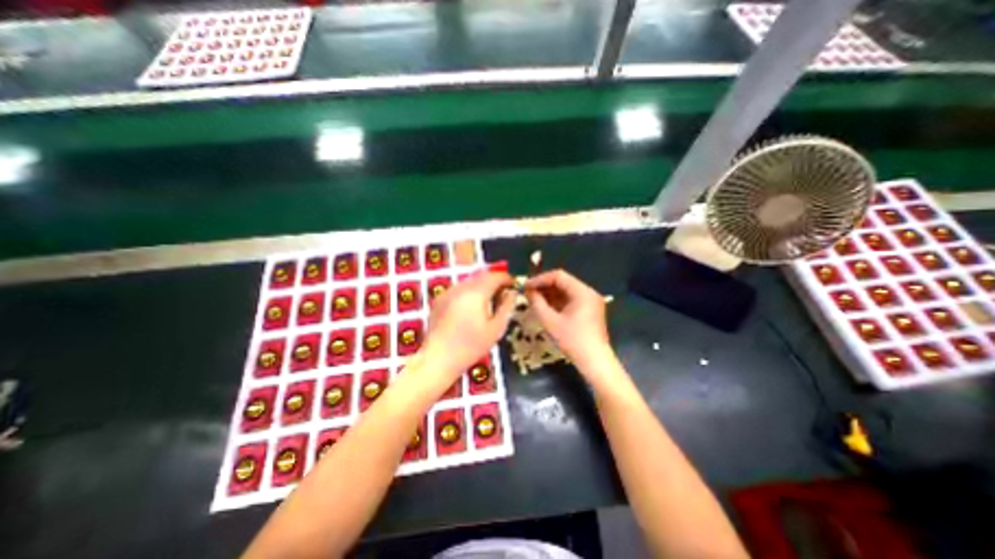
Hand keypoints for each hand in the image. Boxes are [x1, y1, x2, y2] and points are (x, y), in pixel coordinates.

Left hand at [416, 272, 515, 395]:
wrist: (438, 358)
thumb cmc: (471, 346)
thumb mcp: (496, 329)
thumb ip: (506, 307)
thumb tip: (512, 293)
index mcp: (476, 293)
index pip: (494, 276)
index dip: (506, 278)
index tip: (513, 285)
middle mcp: (461, 288)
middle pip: (481, 276)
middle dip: (494, 281)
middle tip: (502, 292)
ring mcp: (448, 292)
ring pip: (469, 281)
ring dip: (481, 286)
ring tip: (487, 301)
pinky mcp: (439, 299)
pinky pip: (458, 289)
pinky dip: (468, 292)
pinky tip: (470, 308)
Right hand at [523, 271, 619, 374]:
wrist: (594, 362)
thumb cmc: (573, 341)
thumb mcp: (550, 321)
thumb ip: (537, 303)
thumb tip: (528, 291)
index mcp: (582, 292)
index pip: (558, 276)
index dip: (540, 279)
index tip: (526, 286)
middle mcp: (588, 293)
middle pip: (563, 282)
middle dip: (544, 287)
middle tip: (528, 293)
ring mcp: (590, 302)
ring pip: (566, 291)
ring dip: (549, 294)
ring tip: (533, 300)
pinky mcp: (589, 311)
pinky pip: (570, 300)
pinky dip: (557, 302)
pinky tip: (545, 307)